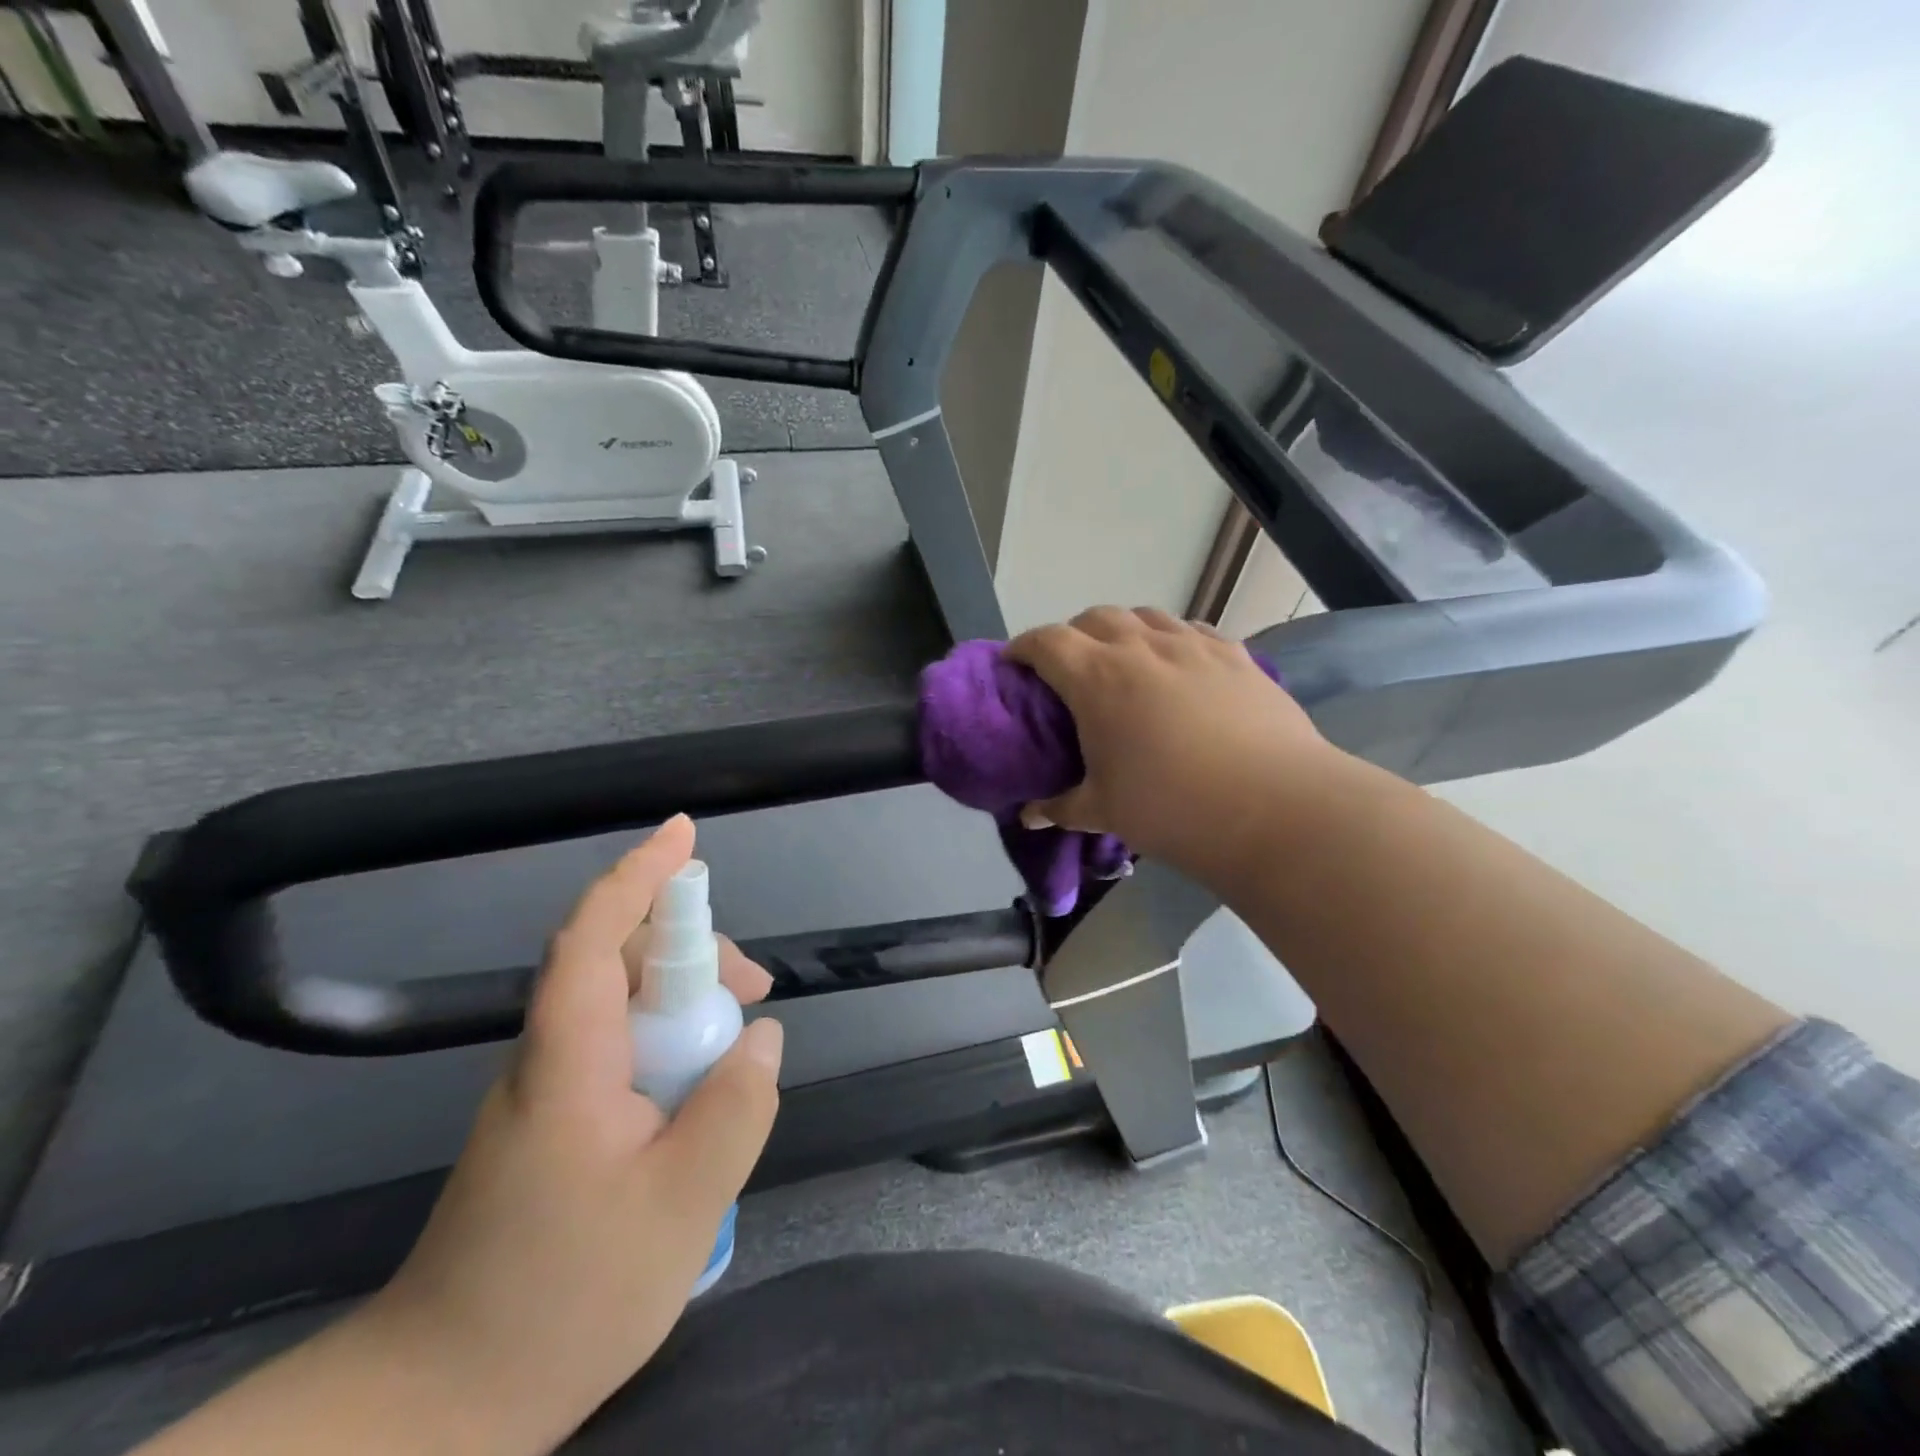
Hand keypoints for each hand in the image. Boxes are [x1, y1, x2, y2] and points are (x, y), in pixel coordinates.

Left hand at [364, 815, 782, 1454]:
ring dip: (685, 999)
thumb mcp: (679, 1209)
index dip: (638, 877)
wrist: (439, 1403)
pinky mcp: (551, 1119)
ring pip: (619, 1003)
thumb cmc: (561, 1301)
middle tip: (755, 989)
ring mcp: (544, 1089)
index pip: (593, 939)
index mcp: (568, 1062)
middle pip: (616, 961)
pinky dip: (667, 1039)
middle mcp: (547, 1058)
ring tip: (738, 1045)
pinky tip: (698, 1086)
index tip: (684, 835)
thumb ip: (735, 1111)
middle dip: (691, 949)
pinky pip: (616, 1045)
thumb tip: (765, 1038)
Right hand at [1007, 607, 1330, 883]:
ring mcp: (1193, 645)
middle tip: (1070, 669)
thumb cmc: (1172, 807)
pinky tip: (1180, 667)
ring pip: (1145, 616)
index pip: (1046, 642)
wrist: (1275, 807)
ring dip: (1123, 631)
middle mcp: (1141, 647)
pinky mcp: (1235, 655)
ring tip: (1125, 662)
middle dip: (1072, 635)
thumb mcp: (1104, 812)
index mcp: (1097, 678)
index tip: (1014, 664)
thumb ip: (1061, 807)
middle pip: (1094, 618)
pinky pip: (1191, 631)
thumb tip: (1029, 816)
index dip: (1023, 647)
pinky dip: (1171, 640)